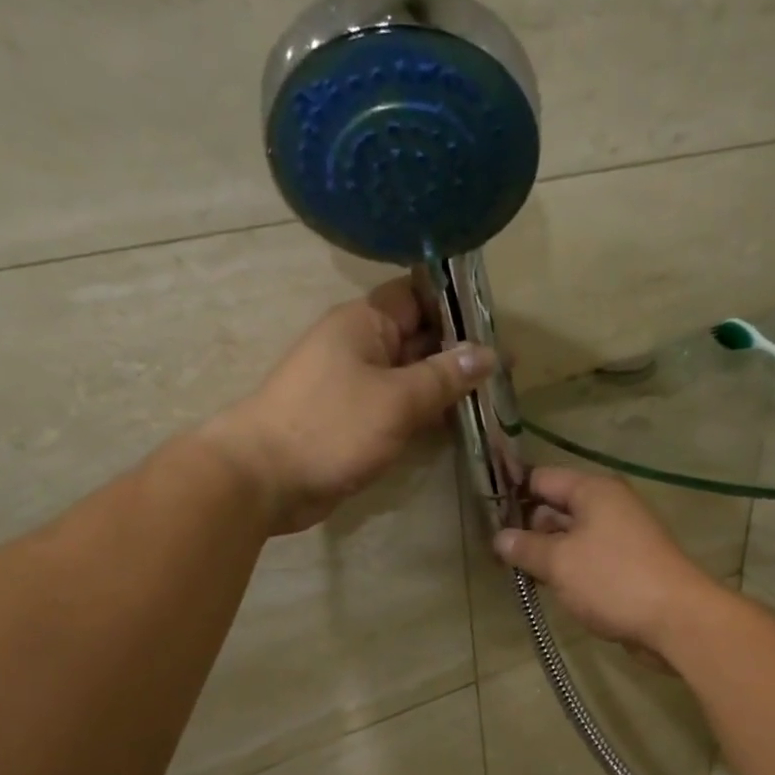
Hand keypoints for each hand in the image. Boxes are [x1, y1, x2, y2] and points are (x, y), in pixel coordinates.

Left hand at [202, 278, 490, 532]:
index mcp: (365, 323)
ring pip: (410, 377)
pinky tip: (457, 426)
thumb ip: (445, 376)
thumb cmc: (332, 427)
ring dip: (445, 388)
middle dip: (460, 352)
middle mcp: (360, 346)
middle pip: (418, 338)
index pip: (418, 296)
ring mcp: (355, 386)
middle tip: (508, 371)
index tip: (496, 324)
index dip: (457, 305)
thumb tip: (488, 353)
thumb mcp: (398, 399)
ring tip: (493, 399)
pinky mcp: (353, 421)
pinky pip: (397, 408)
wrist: (265, 478)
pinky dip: (425, 415)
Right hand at [493, 468, 720, 658]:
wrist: (676, 620)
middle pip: (556, 507)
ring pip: (571, 537)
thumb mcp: (559, 562)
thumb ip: (525, 547)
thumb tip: (499, 538)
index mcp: (593, 491)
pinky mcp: (627, 566)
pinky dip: (568, 570)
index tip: (485, 516)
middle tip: (496, 553)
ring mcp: (620, 536)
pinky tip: (549, 588)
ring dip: (546, 553)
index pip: (542, 478)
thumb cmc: (613, 580)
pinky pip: (587, 560)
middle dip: (527, 528)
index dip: (512, 493)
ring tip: (516, 573)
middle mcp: (609, 506)